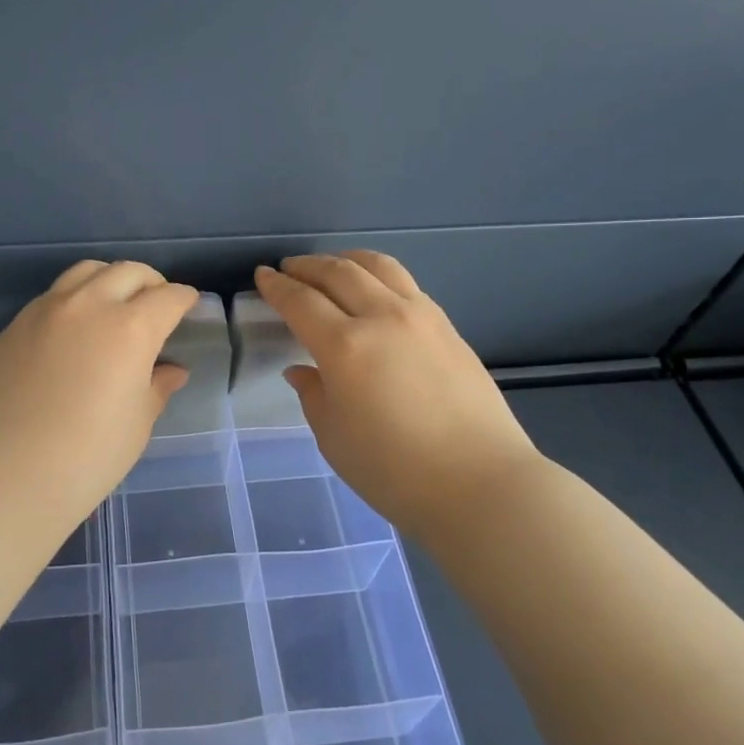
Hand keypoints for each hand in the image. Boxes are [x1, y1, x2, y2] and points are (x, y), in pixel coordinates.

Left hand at [0, 260, 198, 514]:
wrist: (7, 472)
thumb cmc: (89, 455)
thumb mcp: (137, 423)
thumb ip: (157, 387)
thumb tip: (172, 371)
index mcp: (131, 328)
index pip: (168, 297)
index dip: (184, 300)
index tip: (188, 307)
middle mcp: (90, 305)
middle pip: (128, 272)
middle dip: (150, 283)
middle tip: (156, 305)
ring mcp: (47, 310)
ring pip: (87, 271)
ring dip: (110, 280)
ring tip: (114, 305)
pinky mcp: (17, 324)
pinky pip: (54, 294)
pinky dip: (75, 298)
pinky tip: (75, 328)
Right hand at [255, 252, 540, 534]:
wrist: (481, 484)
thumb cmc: (395, 471)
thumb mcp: (334, 438)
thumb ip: (313, 395)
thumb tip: (302, 370)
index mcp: (345, 346)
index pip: (301, 302)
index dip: (277, 286)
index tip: (262, 275)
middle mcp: (382, 317)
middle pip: (338, 272)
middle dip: (307, 266)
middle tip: (289, 268)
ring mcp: (421, 317)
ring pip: (378, 266)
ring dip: (346, 260)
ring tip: (331, 266)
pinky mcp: (448, 327)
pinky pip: (406, 284)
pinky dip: (378, 276)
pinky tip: (374, 291)